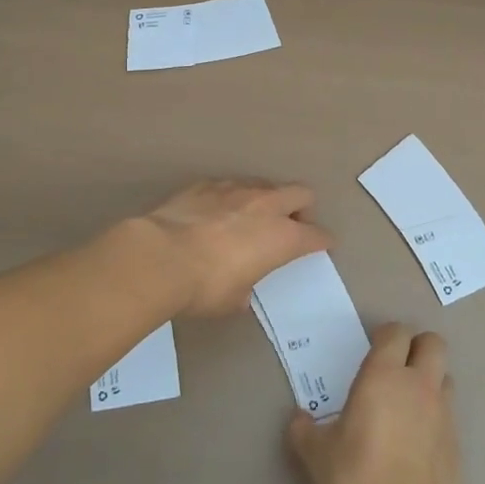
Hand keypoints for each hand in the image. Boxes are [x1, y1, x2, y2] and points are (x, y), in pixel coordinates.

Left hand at [135, 178, 331, 317]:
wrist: (160, 256)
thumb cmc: (205, 286)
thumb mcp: (233, 299)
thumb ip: (246, 287)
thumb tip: (241, 288)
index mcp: (282, 237)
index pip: (316, 235)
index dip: (323, 241)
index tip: (324, 245)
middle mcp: (266, 206)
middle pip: (301, 193)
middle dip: (303, 208)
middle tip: (293, 224)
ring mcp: (237, 189)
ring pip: (266, 184)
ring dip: (267, 199)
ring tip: (252, 216)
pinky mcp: (207, 184)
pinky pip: (231, 185)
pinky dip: (233, 197)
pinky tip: (218, 211)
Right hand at [288, 324, 460, 483]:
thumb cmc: (356, 481)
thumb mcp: (317, 455)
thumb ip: (304, 431)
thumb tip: (299, 420)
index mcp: (384, 376)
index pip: (396, 332)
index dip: (385, 336)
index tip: (371, 353)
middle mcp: (419, 384)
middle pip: (433, 343)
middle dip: (417, 348)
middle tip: (395, 370)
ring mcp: (443, 412)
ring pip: (445, 376)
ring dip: (430, 380)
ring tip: (407, 405)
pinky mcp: (457, 442)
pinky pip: (449, 413)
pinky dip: (435, 416)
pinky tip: (417, 442)